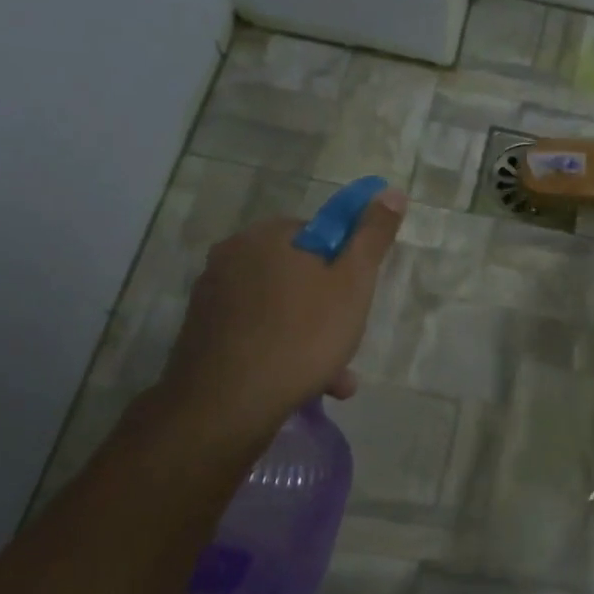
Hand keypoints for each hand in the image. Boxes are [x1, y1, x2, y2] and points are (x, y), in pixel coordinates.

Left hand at [159, 190, 406, 425]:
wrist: (228, 403)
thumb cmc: (302, 335)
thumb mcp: (353, 283)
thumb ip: (372, 236)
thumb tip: (392, 191)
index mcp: (267, 236)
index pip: (317, 235)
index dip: (344, 267)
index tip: (357, 300)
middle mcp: (232, 256)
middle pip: (297, 276)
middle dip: (328, 310)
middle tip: (348, 343)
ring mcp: (212, 297)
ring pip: (279, 310)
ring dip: (310, 339)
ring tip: (334, 378)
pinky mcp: (202, 334)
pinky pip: (256, 334)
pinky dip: (280, 352)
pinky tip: (301, 385)